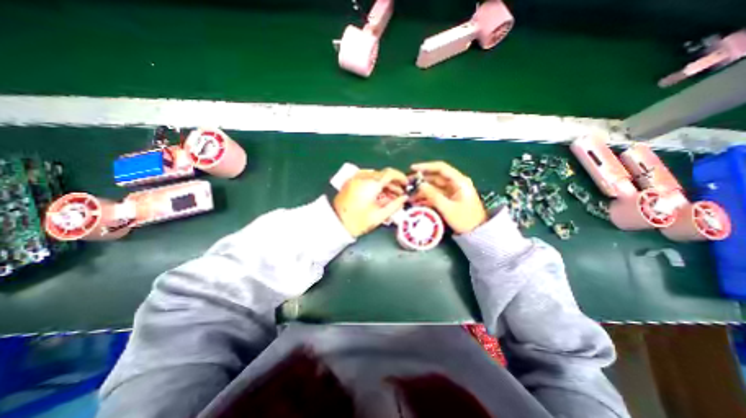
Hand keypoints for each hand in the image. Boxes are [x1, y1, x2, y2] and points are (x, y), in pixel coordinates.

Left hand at [335, 167, 409, 238]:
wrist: (335, 223)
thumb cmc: (358, 221)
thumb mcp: (379, 216)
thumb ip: (395, 205)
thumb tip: (404, 198)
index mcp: (371, 183)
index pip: (390, 173)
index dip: (400, 177)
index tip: (406, 184)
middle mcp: (363, 176)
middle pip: (382, 175)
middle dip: (393, 184)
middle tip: (399, 194)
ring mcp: (355, 178)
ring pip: (375, 177)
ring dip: (384, 185)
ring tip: (389, 197)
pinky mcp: (350, 182)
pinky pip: (366, 179)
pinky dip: (374, 185)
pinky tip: (378, 195)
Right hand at [410, 160, 487, 235]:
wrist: (477, 232)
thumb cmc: (465, 220)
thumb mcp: (448, 208)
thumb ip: (433, 195)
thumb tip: (420, 184)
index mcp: (459, 181)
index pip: (441, 168)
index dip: (426, 167)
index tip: (412, 169)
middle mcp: (455, 183)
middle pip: (436, 177)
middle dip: (421, 180)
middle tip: (407, 184)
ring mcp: (452, 191)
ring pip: (434, 186)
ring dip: (422, 189)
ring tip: (410, 195)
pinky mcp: (449, 198)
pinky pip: (435, 194)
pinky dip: (426, 196)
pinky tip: (416, 200)